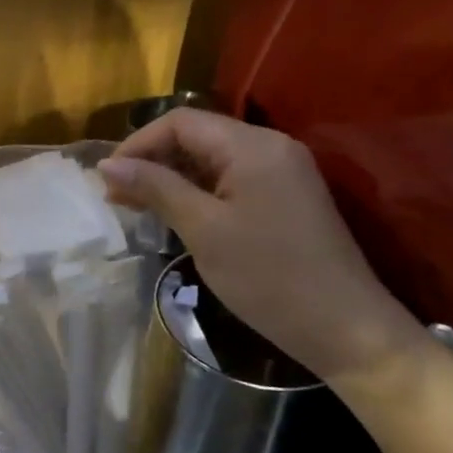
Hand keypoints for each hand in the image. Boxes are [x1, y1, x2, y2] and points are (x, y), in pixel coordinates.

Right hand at [97, 109, 428, 380]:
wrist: (346, 330)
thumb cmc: (269, 277)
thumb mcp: (203, 229)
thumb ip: (155, 188)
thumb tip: (107, 164)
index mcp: (253, 146)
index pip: (181, 122)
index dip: (138, 144)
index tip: (108, 179)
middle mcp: (270, 147)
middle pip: (196, 136)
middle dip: (151, 160)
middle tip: (117, 197)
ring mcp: (281, 172)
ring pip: (210, 158)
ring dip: (170, 177)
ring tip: (137, 207)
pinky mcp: (284, 197)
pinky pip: (229, 179)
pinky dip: (196, 191)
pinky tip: (174, 214)